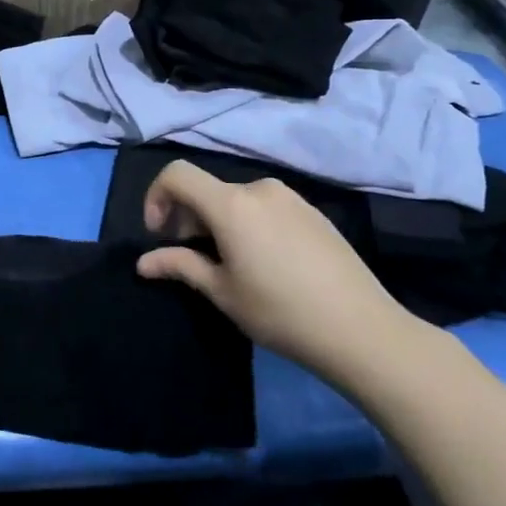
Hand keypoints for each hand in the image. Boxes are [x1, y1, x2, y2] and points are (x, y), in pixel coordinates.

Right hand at [135, 160, 422, 390]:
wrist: (362, 330)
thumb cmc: (280, 311)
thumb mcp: (222, 292)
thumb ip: (180, 266)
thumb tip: (143, 262)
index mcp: (231, 204)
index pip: (177, 175)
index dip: (156, 197)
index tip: (159, 234)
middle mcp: (259, 189)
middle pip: (207, 189)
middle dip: (187, 216)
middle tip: (190, 256)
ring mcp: (291, 198)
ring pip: (237, 200)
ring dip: (219, 221)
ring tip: (229, 263)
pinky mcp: (313, 212)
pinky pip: (266, 207)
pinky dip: (249, 224)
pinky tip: (265, 263)